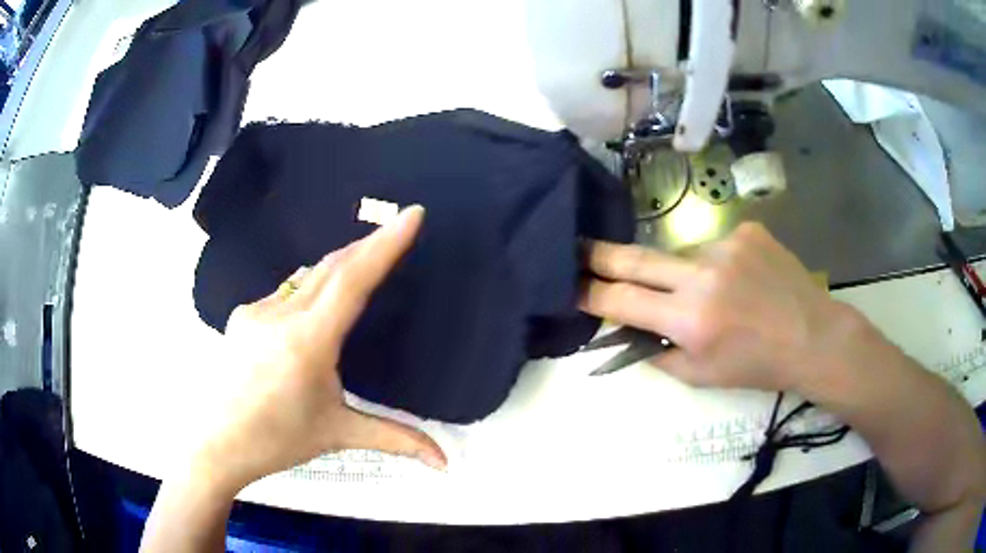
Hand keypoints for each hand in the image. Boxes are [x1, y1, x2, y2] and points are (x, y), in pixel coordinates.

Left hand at [193, 206, 445, 492]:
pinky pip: (285, 293)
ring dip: (338, 268)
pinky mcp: (242, 315)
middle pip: (332, 266)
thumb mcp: (339, 433)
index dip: (385, 244)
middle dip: (367, 246)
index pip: (353, 280)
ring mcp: (256, 310)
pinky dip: (309, 292)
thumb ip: (396, 439)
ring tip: (361, 266)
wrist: (216, 443)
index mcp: (309, 341)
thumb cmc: (278, 440)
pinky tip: (312, 311)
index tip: (411, 215)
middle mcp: (280, 314)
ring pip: (307, 278)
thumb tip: (445, 462)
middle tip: (396, 230)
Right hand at [580, 222, 856, 393]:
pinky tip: (740, 279)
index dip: (592, 293)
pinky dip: (717, 263)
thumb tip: (632, 330)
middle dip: (601, 255)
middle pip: (637, 259)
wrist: (812, 336)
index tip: (571, 285)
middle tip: (579, 248)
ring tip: (715, 293)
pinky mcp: (747, 230)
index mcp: (691, 320)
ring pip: (682, 255)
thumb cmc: (756, 365)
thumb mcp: (701, 376)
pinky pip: (715, 245)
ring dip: (683, 272)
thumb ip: (660, 352)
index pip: (624, 300)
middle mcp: (704, 276)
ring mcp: (727, 245)